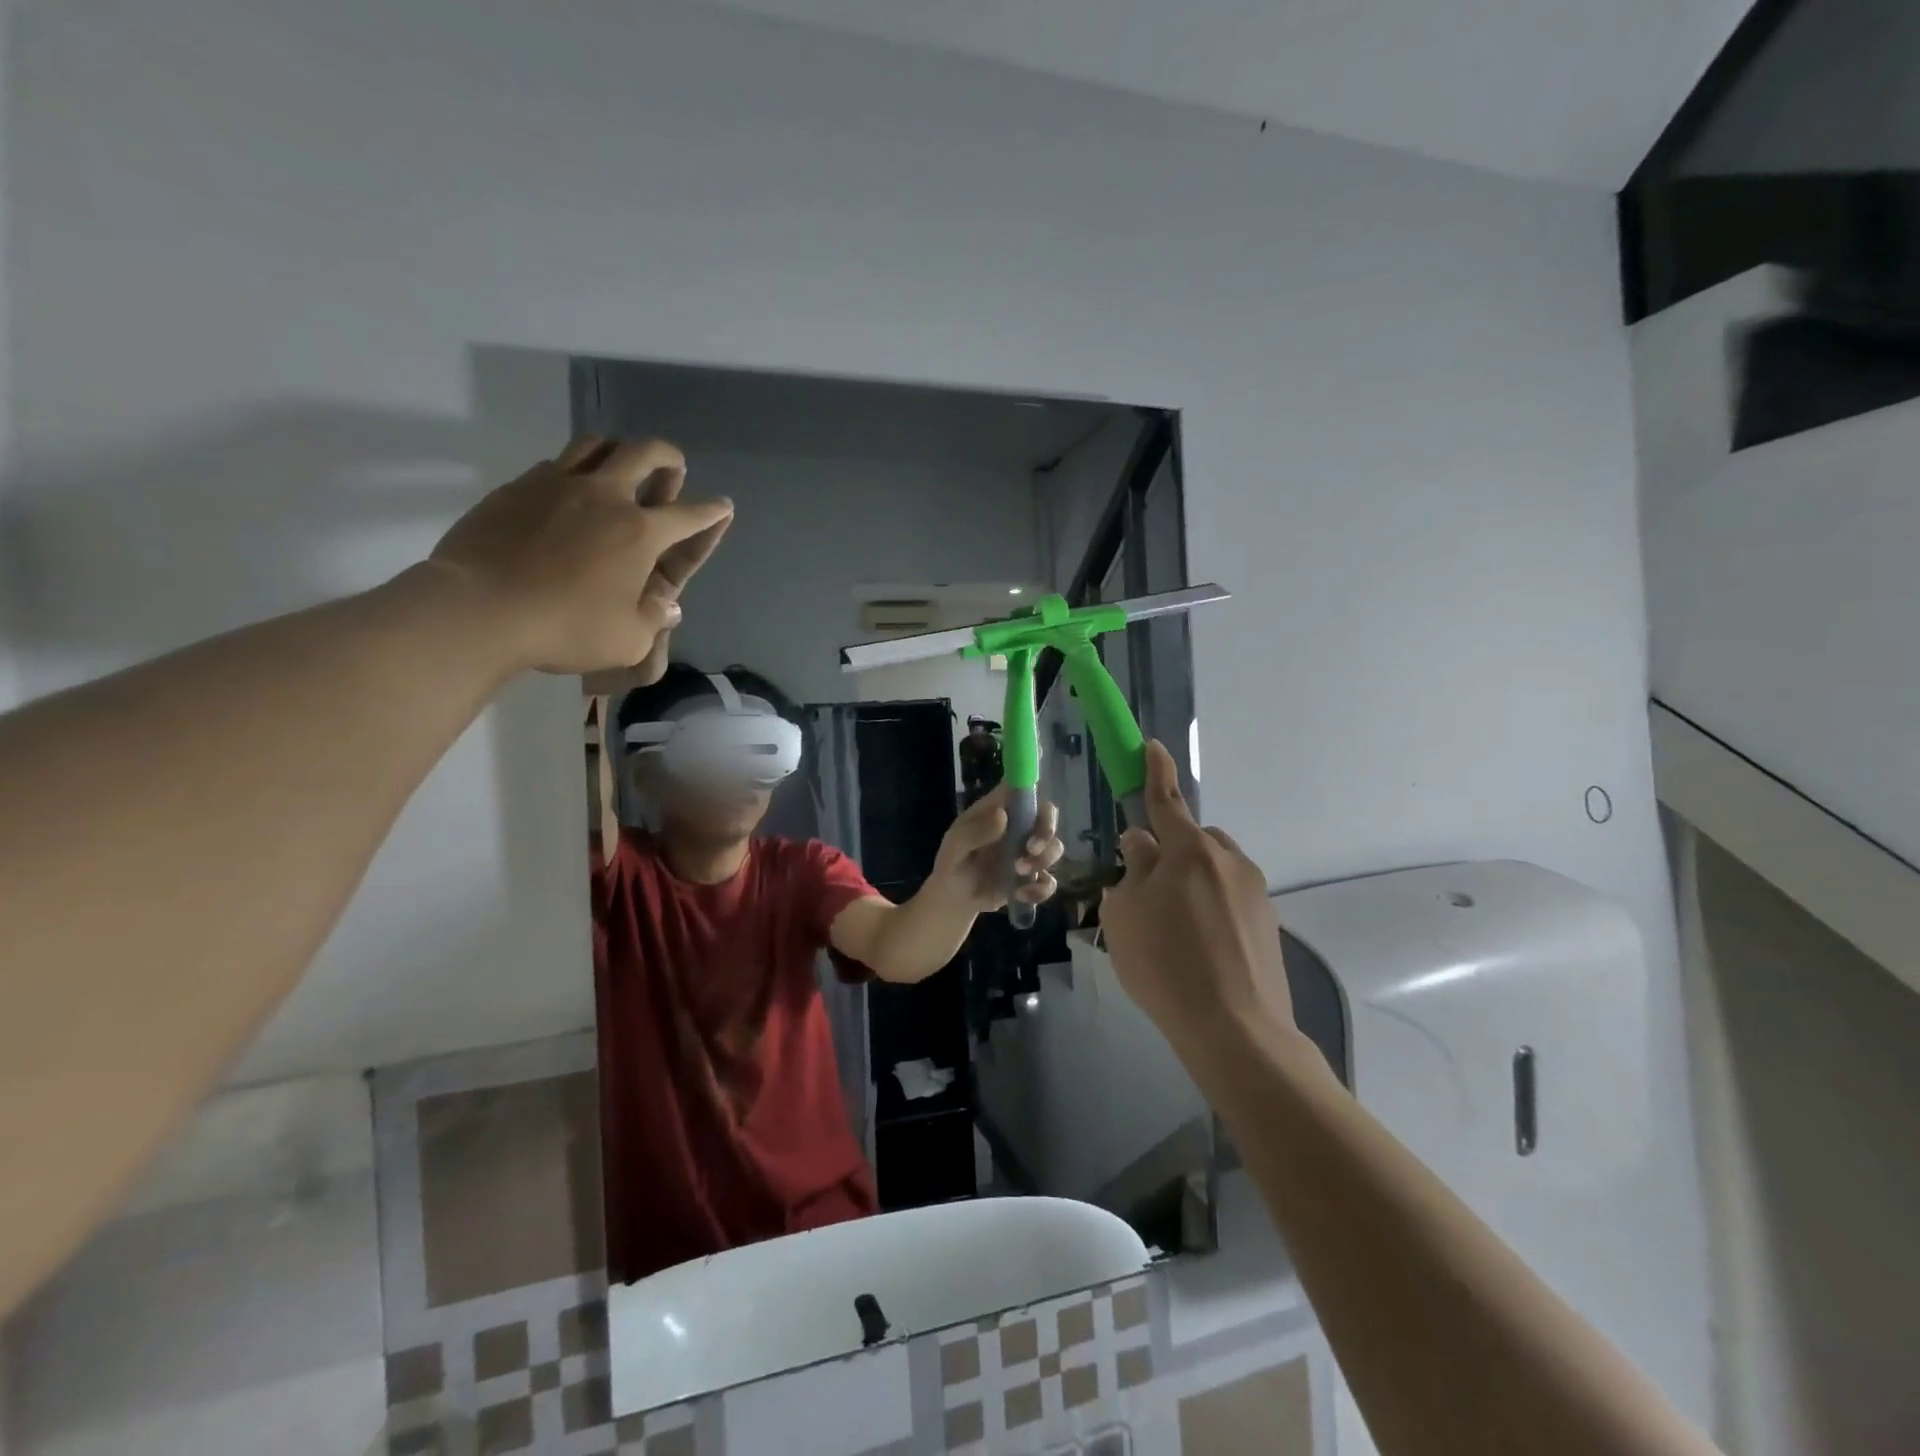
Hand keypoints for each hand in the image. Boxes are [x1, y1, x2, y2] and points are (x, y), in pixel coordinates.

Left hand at [431, 438, 732, 675]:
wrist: (480, 609)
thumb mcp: (627, 640)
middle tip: (674, 466)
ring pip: (595, 446)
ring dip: (617, 450)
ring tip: (620, 464)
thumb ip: (653, 619)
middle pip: (644, 454)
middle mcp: (604, 497)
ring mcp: (557, 486)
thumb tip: (667, 605)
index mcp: (640, 532)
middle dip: (667, 457)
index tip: (723, 505)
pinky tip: (568, 493)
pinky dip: (573, 471)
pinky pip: (555, 466)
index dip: (711, 512)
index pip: (689, 516)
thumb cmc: (565, 629)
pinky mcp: (517, 488)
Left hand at [930, 785, 1064, 911]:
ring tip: (1017, 874)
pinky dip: (1040, 889)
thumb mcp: (955, 847)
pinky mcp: (1032, 877)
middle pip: (1048, 815)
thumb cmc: (951, 862)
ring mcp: (1027, 851)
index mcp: (999, 810)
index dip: (1030, 776)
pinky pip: (1049, 880)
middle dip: (1047, 830)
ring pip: (1055, 847)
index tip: (1041, 769)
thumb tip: (1002, 816)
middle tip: (1031, 848)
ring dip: (1042, 861)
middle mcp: (1018, 826)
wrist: (954, 898)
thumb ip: (975, 832)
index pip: (1019, 786)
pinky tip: (1020, 895)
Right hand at [1101, 741, 1292, 1046]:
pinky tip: (1198, 948)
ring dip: (1193, 881)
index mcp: (1190, 852)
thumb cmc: (1165, 965)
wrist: (1236, 1030)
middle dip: (1172, 850)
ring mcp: (1255, 893)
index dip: (1156, 772)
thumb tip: (1142, 846)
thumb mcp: (1124, 917)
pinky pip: (1231, 898)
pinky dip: (1211, 908)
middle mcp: (1228, 862)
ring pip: (1214, 869)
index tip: (1153, 747)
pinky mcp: (1269, 923)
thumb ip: (1132, 872)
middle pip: (1193, 839)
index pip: (1167, 801)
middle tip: (1147, 889)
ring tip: (1173, 927)